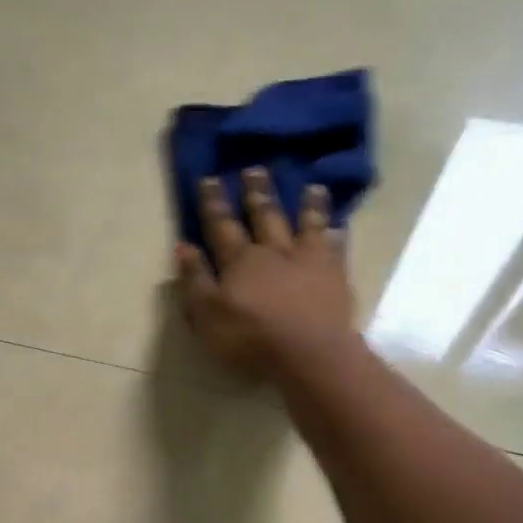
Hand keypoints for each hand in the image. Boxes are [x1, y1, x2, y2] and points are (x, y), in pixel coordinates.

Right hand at [176, 168, 355, 377]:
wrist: (307, 354)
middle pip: (264, 215)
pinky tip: (340, 224)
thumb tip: (183, 246)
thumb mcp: (207, 314)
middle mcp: (273, 251)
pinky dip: (337, 233)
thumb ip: (195, 280)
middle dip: (257, 192)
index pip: (221, 225)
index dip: (214, 202)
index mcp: (239, 260)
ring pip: (306, 224)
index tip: (210, 178)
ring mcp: (308, 260)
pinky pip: (336, 247)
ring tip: (310, 185)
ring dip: (306, 204)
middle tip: (255, 169)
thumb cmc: (249, 338)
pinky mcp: (335, 275)